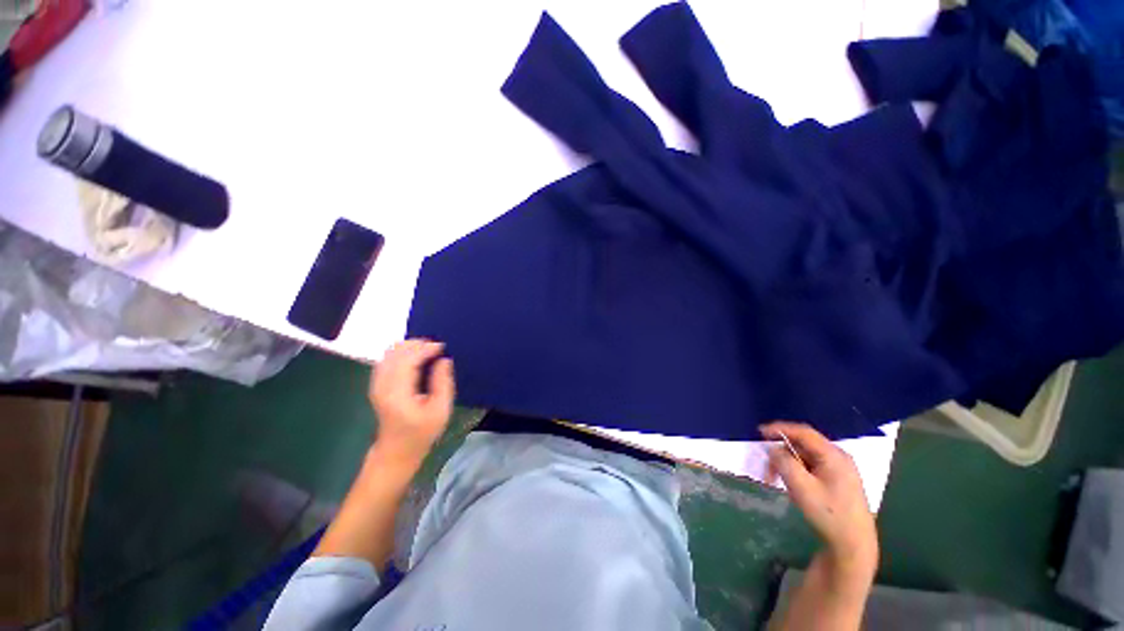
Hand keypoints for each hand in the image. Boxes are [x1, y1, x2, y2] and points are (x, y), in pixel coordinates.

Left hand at [369, 339, 454, 466]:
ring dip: (409, 347)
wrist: (396, 450)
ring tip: (429, 351)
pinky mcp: (377, 384)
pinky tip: (416, 357)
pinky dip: (402, 352)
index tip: (443, 347)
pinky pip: (387, 359)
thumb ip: (443, 383)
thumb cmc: (421, 433)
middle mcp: (382, 384)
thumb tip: (444, 360)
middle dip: (418, 344)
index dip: (426, 349)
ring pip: (389, 352)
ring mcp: (376, 383)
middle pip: (395, 351)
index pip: (408, 360)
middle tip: (437, 348)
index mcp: (398, 392)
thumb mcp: (440, 410)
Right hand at [761, 422, 877, 572]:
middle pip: (803, 445)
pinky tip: (793, 487)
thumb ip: (783, 462)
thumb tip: (772, 448)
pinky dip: (798, 472)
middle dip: (781, 454)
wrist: (853, 546)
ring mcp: (840, 470)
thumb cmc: (828, 514)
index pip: (803, 432)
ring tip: (778, 483)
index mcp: (833, 455)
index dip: (779, 429)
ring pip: (805, 457)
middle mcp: (838, 458)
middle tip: (767, 470)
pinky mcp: (838, 481)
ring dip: (788, 466)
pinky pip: (812, 467)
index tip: (759, 432)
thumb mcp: (800, 487)